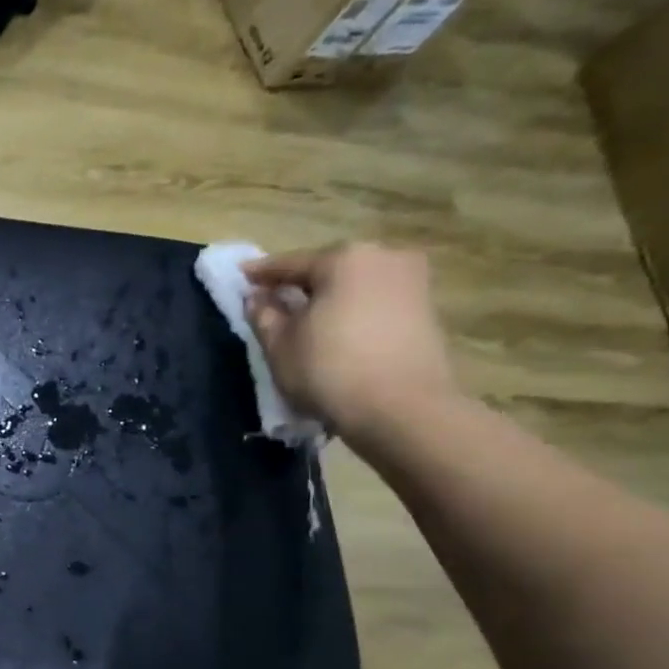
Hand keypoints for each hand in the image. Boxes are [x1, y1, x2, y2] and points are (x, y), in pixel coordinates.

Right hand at [245, 243, 457, 442]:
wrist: (402, 410)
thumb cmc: (329, 370)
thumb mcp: (279, 344)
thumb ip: (263, 314)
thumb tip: (257, 297)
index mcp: (344, 258)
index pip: (290, 263)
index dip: (260, 274)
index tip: (240, 277)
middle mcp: (384, 257)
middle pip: (328, 270)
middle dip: (300, 285)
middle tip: (273, 301)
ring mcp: (413, 282)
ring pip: (355, 285)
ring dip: (329, 299)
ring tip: (304, 319)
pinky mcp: (427, 310)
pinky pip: (375, 302)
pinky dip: (352, 312)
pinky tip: (336, 332)